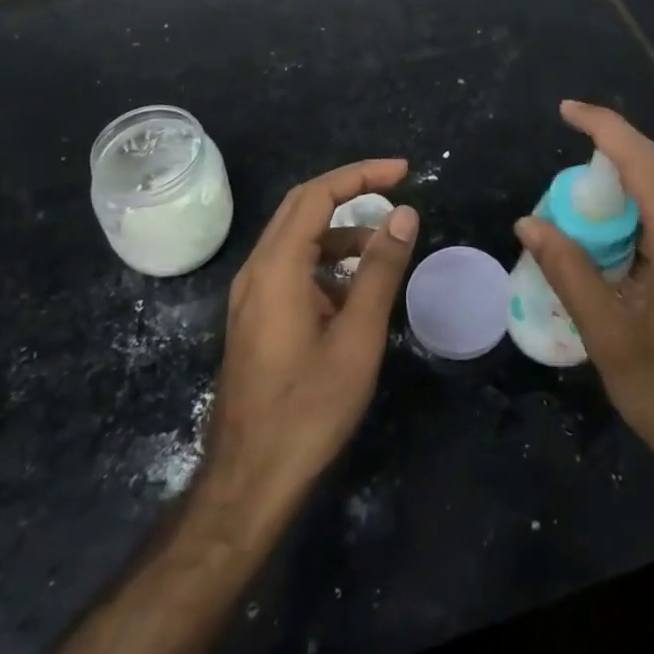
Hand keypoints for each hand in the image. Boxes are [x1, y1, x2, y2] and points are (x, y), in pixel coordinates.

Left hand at [201, 160, 418, 528]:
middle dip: (350, 189)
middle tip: (396, 187)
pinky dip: (326, 261)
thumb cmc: (308, 408)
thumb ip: (380, 270)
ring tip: (384, 248)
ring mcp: (251, 295)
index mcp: (277, 267)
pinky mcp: (255, 317)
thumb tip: (405, 214)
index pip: (318, 194)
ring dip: (340, 230)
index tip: (403, 172)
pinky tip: (354, 290)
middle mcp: (257, 270)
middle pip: (302, 206)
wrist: (248, 482)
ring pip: (297, 237)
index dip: (361, 174)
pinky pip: (292, 267)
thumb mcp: (357, 337)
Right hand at [515, 102, 653, 524]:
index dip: (603, 126)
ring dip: (627, 205)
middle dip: (607, 175)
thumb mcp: (611, 338)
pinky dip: (646, 229)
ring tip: (584, 231)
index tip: (566, 111)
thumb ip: (570, 272)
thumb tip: (529, 223)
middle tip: (563, 201)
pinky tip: (621, 260)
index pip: (642, 160)